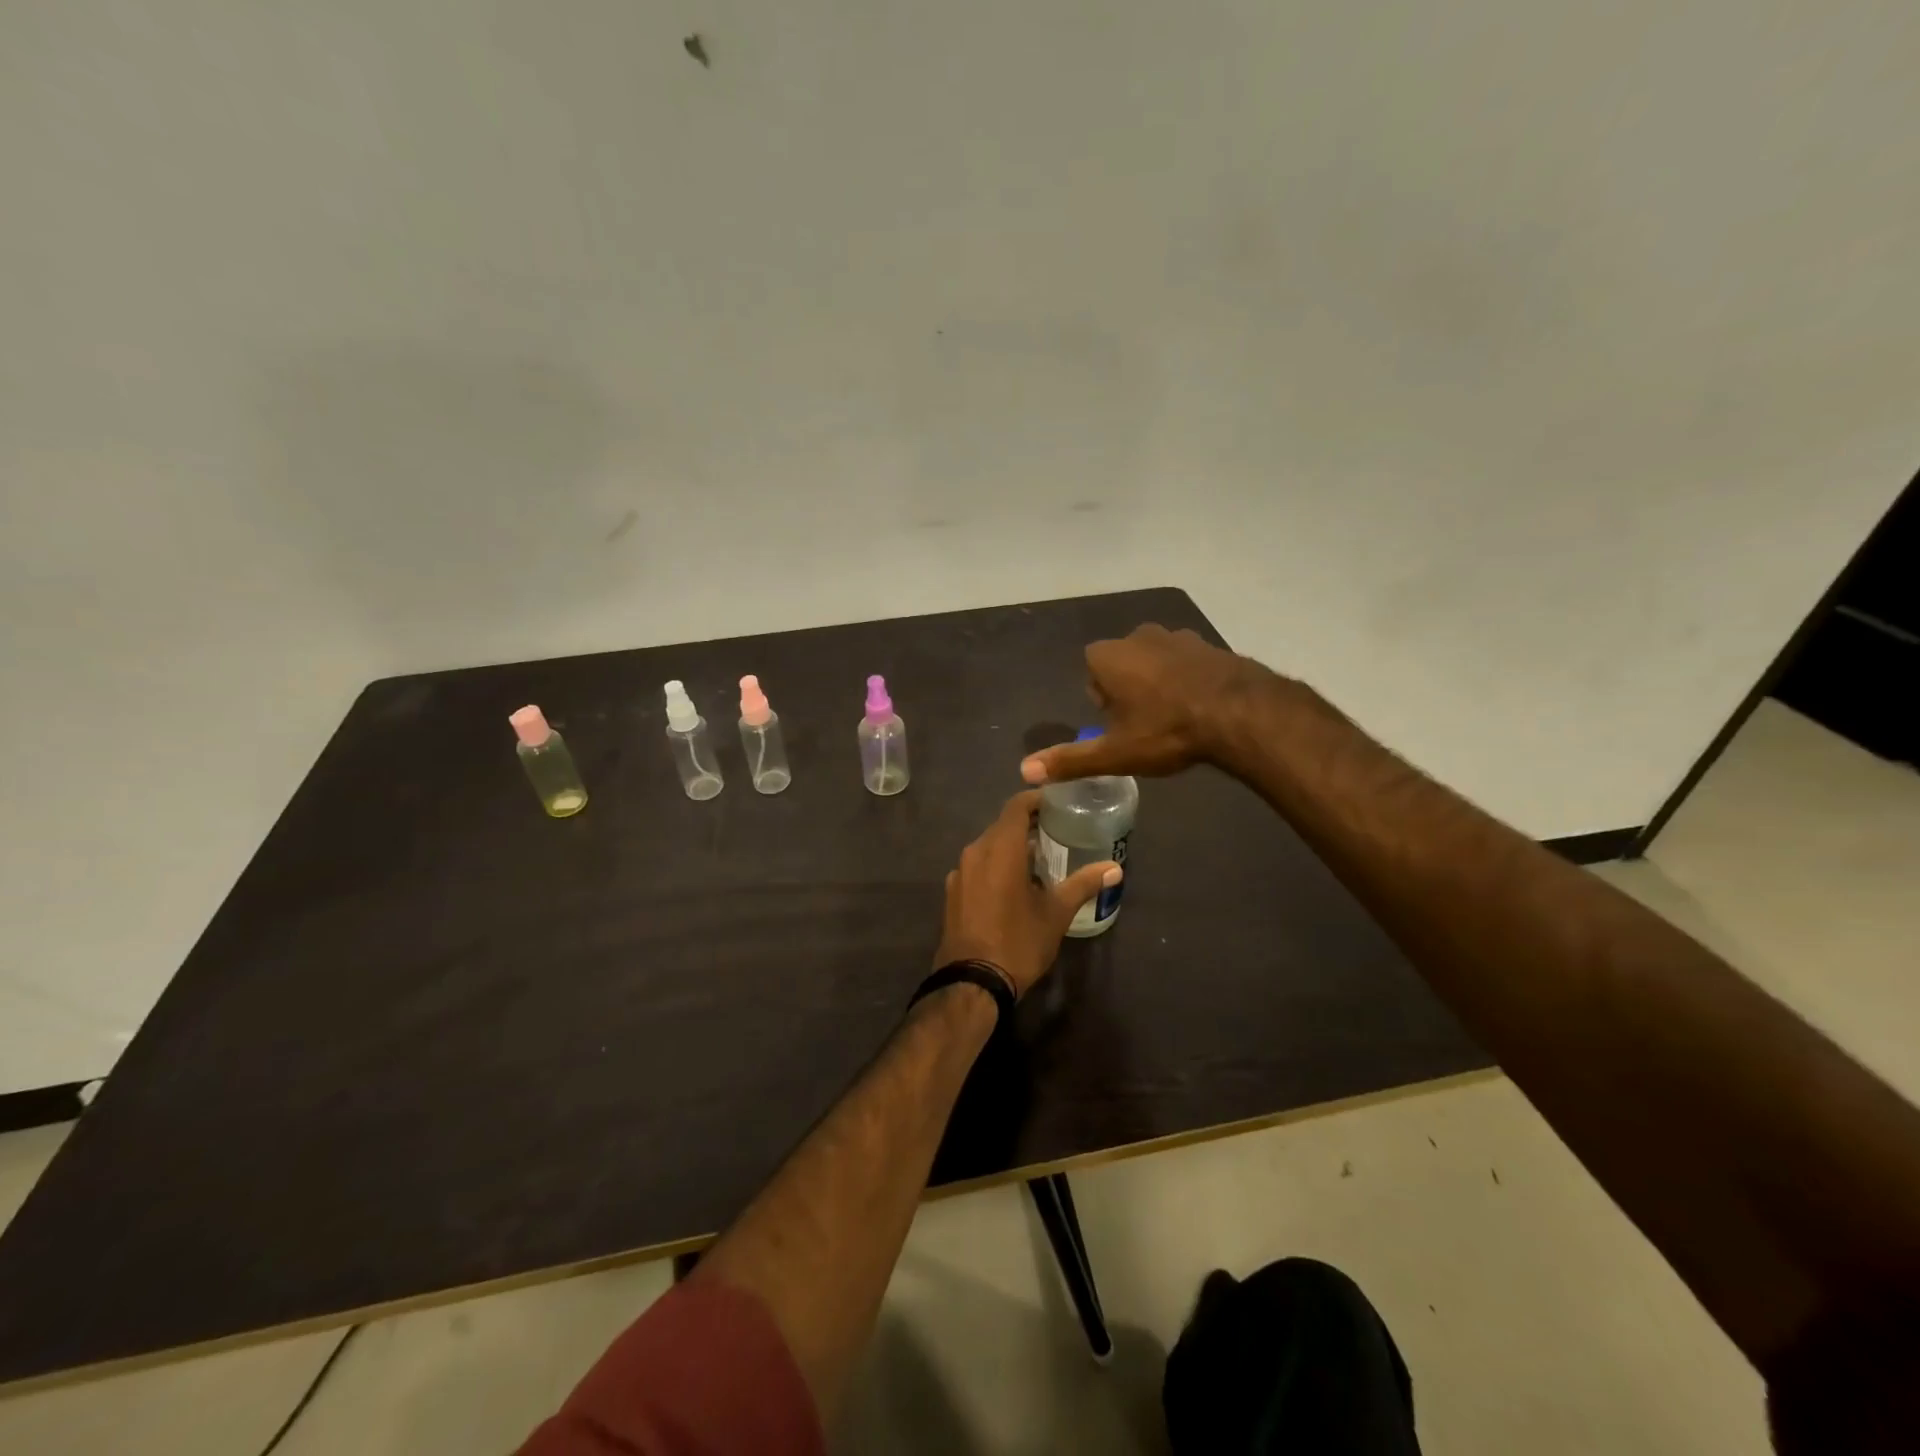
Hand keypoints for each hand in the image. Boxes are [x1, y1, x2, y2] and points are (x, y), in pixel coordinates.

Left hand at [934, 791, 1120, 998]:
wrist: (971, 982)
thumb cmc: (1018, 941)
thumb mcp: (1056, 913)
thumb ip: (1083, 884)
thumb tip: (1115, 869)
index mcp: (999, 848)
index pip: (1016, 807)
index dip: (1036, 800)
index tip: (1058, 803)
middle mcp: (974, 852)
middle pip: (1001, 826)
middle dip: (1027, 826)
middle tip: (1056, 832)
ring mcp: (959, 873)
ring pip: (987, 847)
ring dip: (1010, 848)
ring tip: (1039, 860)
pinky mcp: (952, 893)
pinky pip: (976, 867)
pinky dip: (995, 866)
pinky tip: (1013, 886)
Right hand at [1020, 623, 1275, 784]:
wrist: (1240, 713)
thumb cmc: (1166, 731)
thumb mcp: (1115, 753)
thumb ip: (1069, 760)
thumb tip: (1024, 771)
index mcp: (1108, 656)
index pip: (1091, 671)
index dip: (1102, 699)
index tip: (1118, 724)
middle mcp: (1138, 636)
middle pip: (1121, 664)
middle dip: (1128, 689)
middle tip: (1145, 724)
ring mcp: (1177, 636)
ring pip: (1155, 660)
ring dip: (1158, 682)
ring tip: (1174, 717)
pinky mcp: (1208, 643)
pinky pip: (1186, 661)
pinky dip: (1188, 679)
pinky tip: (1200, 706)